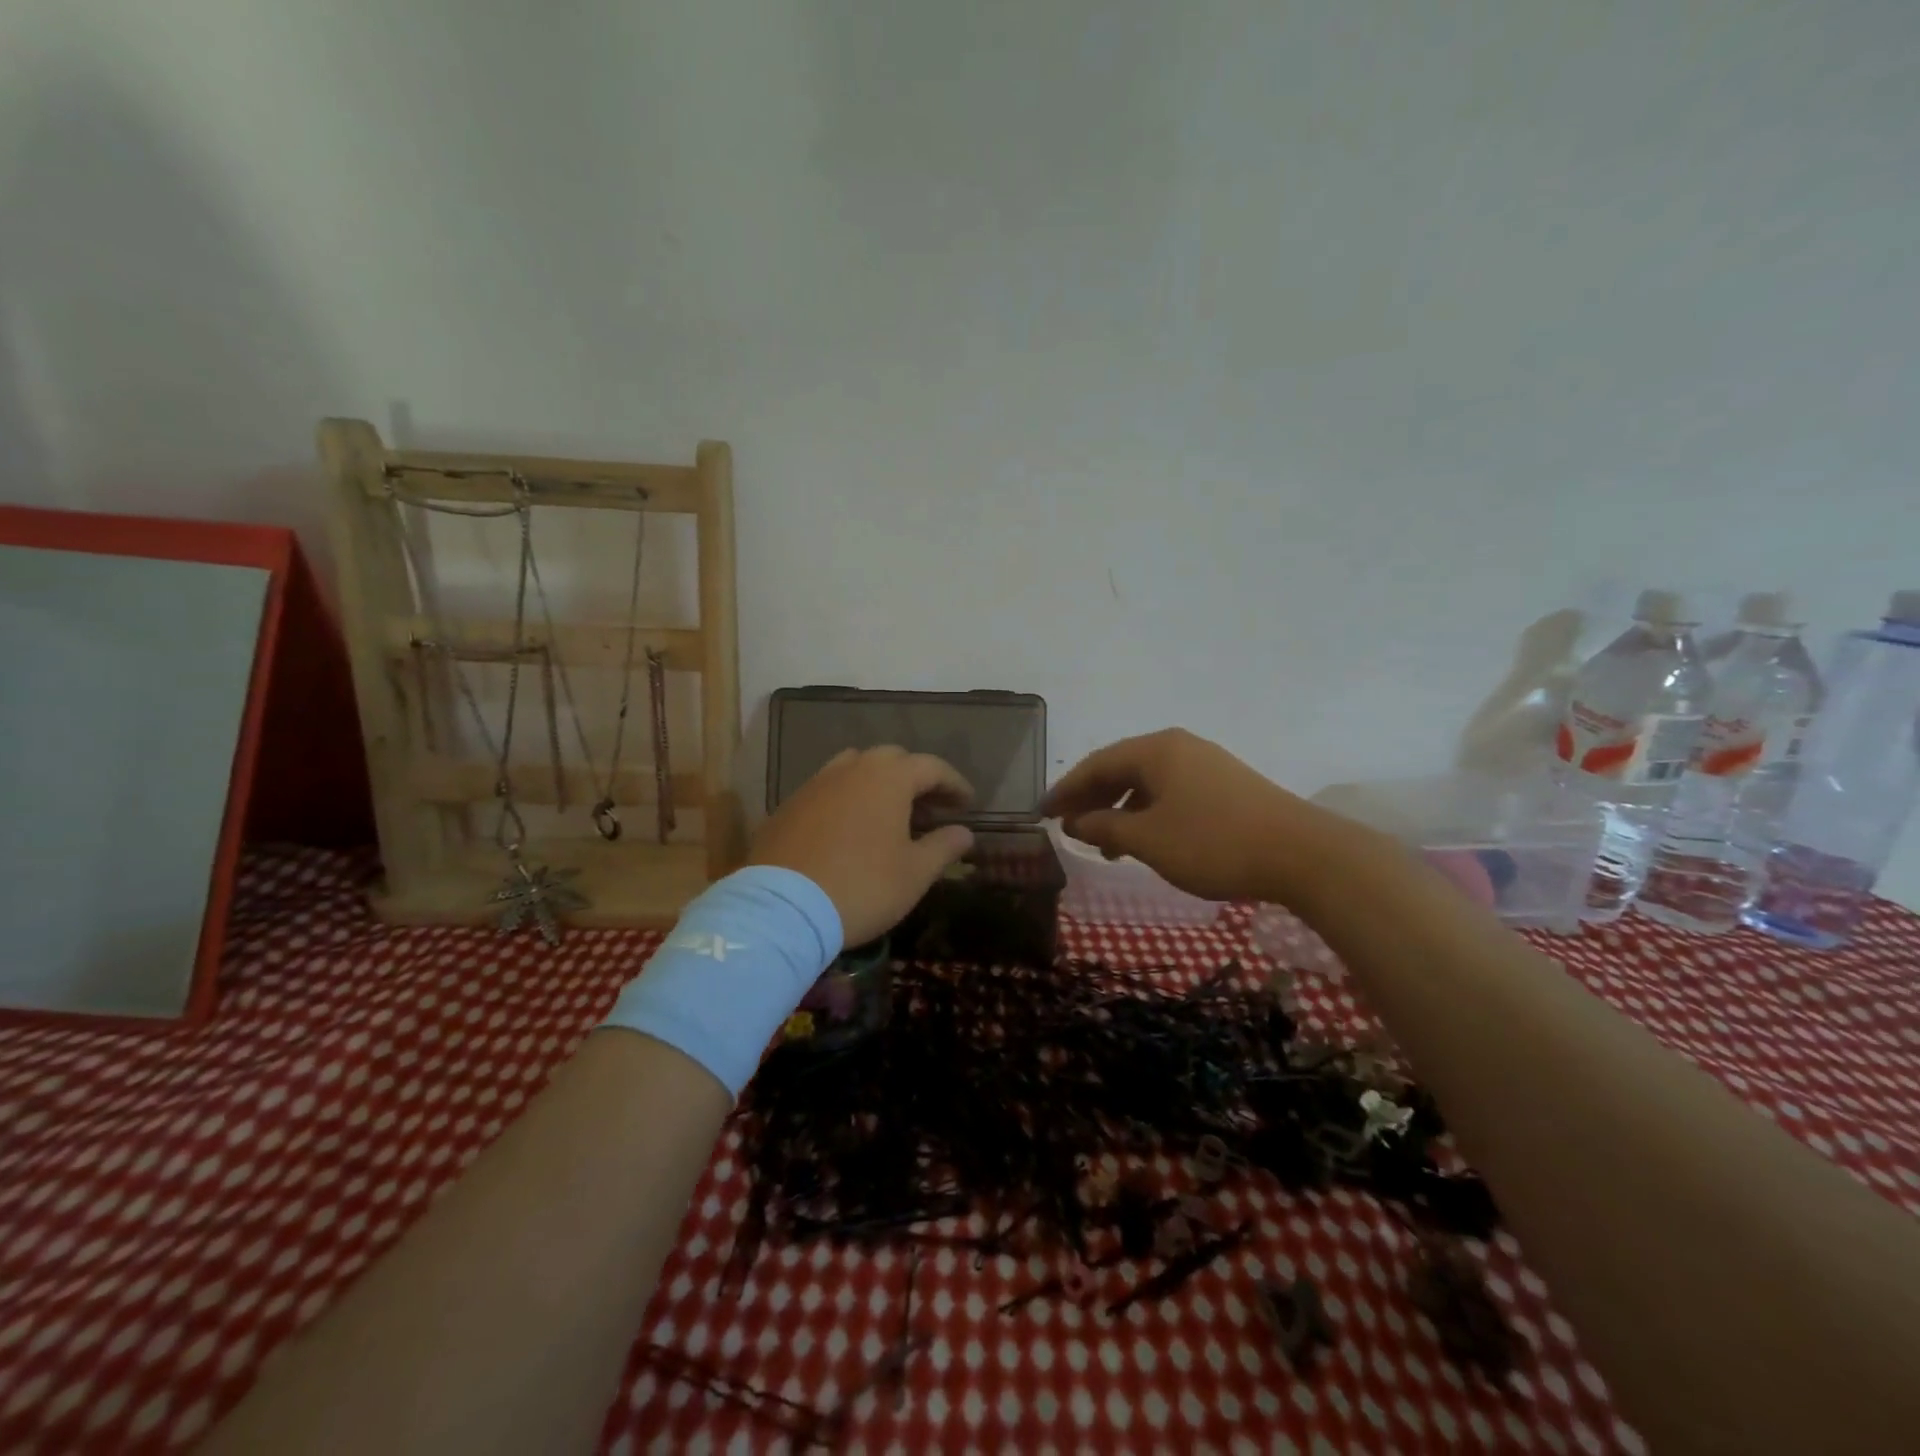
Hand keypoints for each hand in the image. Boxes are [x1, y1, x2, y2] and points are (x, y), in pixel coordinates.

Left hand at [748, 746, 975, 945]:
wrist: (782, 909)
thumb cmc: (862, 887)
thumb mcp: (914, 873)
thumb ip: (943, 847)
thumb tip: (964, 832)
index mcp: (888, 778)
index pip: (931, 767)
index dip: (953, 783)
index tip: (967, 803)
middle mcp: (851, 769)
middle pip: (891, 760)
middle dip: (915, 778)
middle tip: (930, 808)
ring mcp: (815, 784)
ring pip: (854, 769)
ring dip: (877, 784)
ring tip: (889, 814)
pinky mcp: (788, 806)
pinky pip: (827, 791)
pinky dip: (847, 800)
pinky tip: (850, 829)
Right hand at [1043, 728, 1343, 902]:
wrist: (1302, 854)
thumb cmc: (1213, 842)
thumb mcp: (1148, 839)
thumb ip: (1105, 828)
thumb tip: (1075, 822)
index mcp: (1156, 750)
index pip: (1097, 764)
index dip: (1066, 789)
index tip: (1042, 813)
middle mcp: (1179, 747)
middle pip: (1121, 767)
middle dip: (1091, 797)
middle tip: (1066, 825)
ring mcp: (1206, 764)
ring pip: (1148, 781)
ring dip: (1120, 809)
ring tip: (1105, 844)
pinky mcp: (1226, 785)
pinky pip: (1171, 791)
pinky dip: (1148, 812)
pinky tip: (1146, 838)